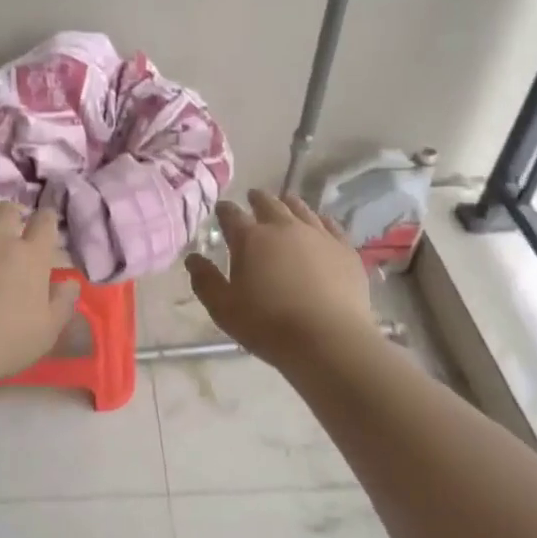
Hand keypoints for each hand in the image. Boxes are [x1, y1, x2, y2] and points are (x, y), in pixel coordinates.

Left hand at [0, 194, 77, 382]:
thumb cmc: (5, 342)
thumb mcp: (48, 331)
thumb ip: (63, 303)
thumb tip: (72, 283)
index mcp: (31, 255)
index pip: (45, 222)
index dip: (47, 219)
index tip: (45, 223)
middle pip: (8, 208)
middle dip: (11, 213)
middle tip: (9, 224)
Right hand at [186, 190, 375, 364]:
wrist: (328, 339)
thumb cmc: (268, 325)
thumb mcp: (223, 309)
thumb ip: (205, 281)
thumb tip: (192, 258)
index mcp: (250, 238)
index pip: (231, 215)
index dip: (224, 210)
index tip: (221, 209)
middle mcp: (283, 227)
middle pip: (268, 203)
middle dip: (257, 199)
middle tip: (253, 198)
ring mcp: (317, 235)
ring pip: (300, 208)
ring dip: (288, 204)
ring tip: (285, 204)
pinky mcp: (344, 248)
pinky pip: (331, 225)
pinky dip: (321, 220)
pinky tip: (320, 224)